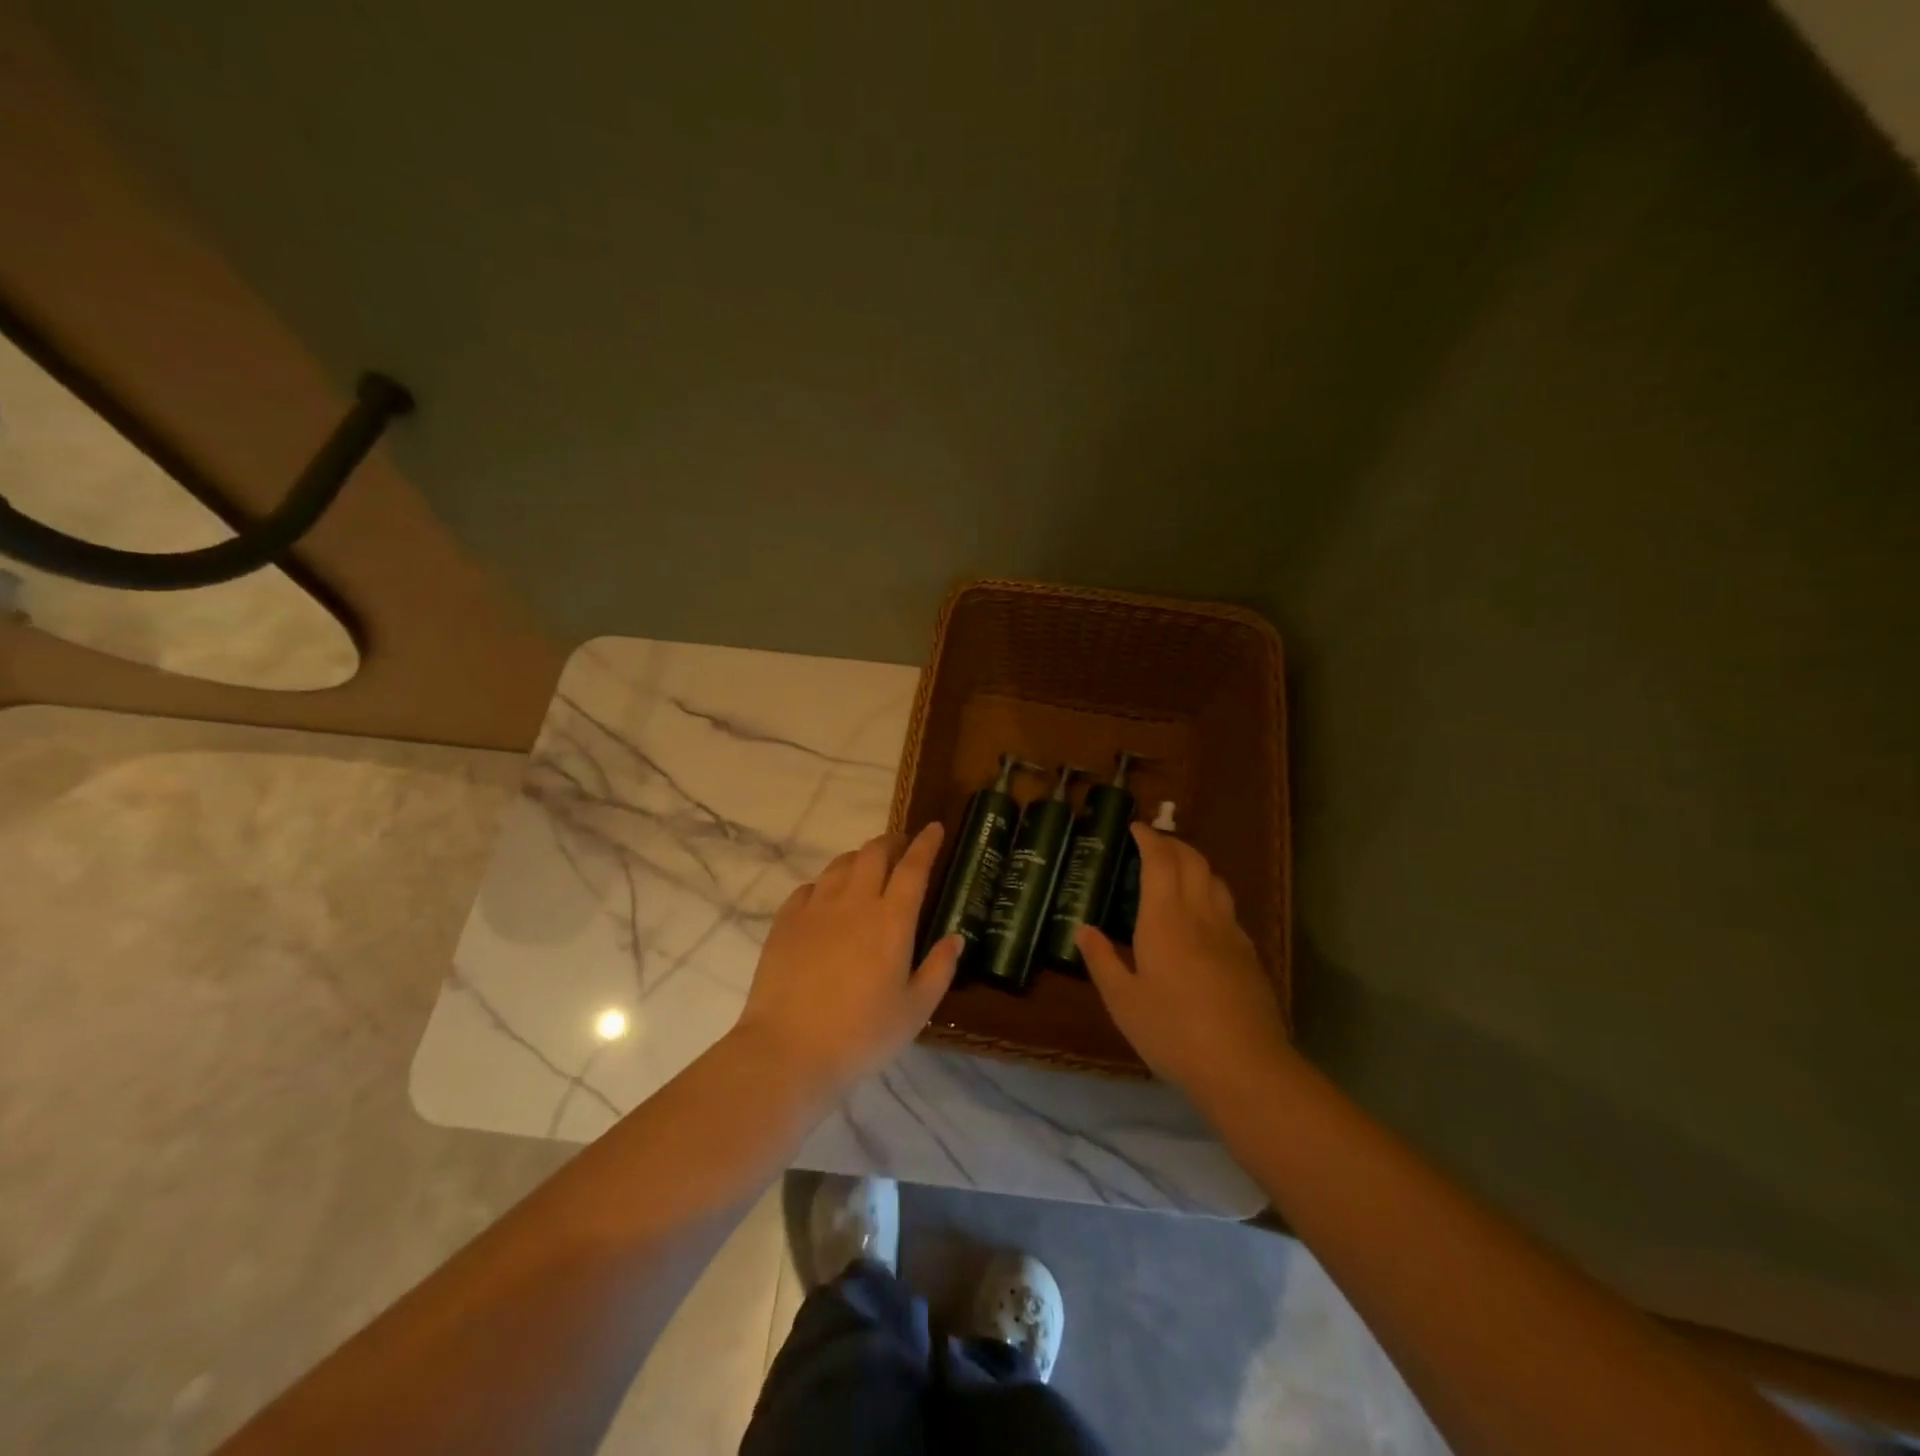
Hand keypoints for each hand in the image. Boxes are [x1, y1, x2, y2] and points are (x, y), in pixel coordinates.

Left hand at [733, 823, 961, 1095]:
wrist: (788, 1050)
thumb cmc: (861, 1035)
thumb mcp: (915, 1011)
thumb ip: (939, 969)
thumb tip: (955, 937)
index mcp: (892, 920)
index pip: (913, 867)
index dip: (926, 844)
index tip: (935, 828)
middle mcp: (855, 902)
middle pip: (874, 853)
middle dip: (892, 842)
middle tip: (902, 847)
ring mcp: (816, 908)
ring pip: (841, 864)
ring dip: (860, 858)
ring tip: (868, 868)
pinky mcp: (785, 921)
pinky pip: (810, 887)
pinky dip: (826, 883)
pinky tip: (827, 898)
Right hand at [1076, 824, 1290, 1104]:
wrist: (1245, 1067)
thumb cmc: (1173, 1032)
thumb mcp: (1123, 1001)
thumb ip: (1102, 960)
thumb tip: (1083, 929)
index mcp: (1165, 919)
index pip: (1160, 860)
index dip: (1149, 838)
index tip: (1135, 827)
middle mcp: (1200, 915)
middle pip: (1193, 861)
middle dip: (1173, 843)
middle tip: (1153, 842)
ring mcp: (1230, 934)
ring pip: (1216, 881)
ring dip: (1196, 864)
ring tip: (1178, 871)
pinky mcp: (1249, 955)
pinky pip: (1228, 909)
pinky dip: (1211, 895)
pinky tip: (1203, 918)